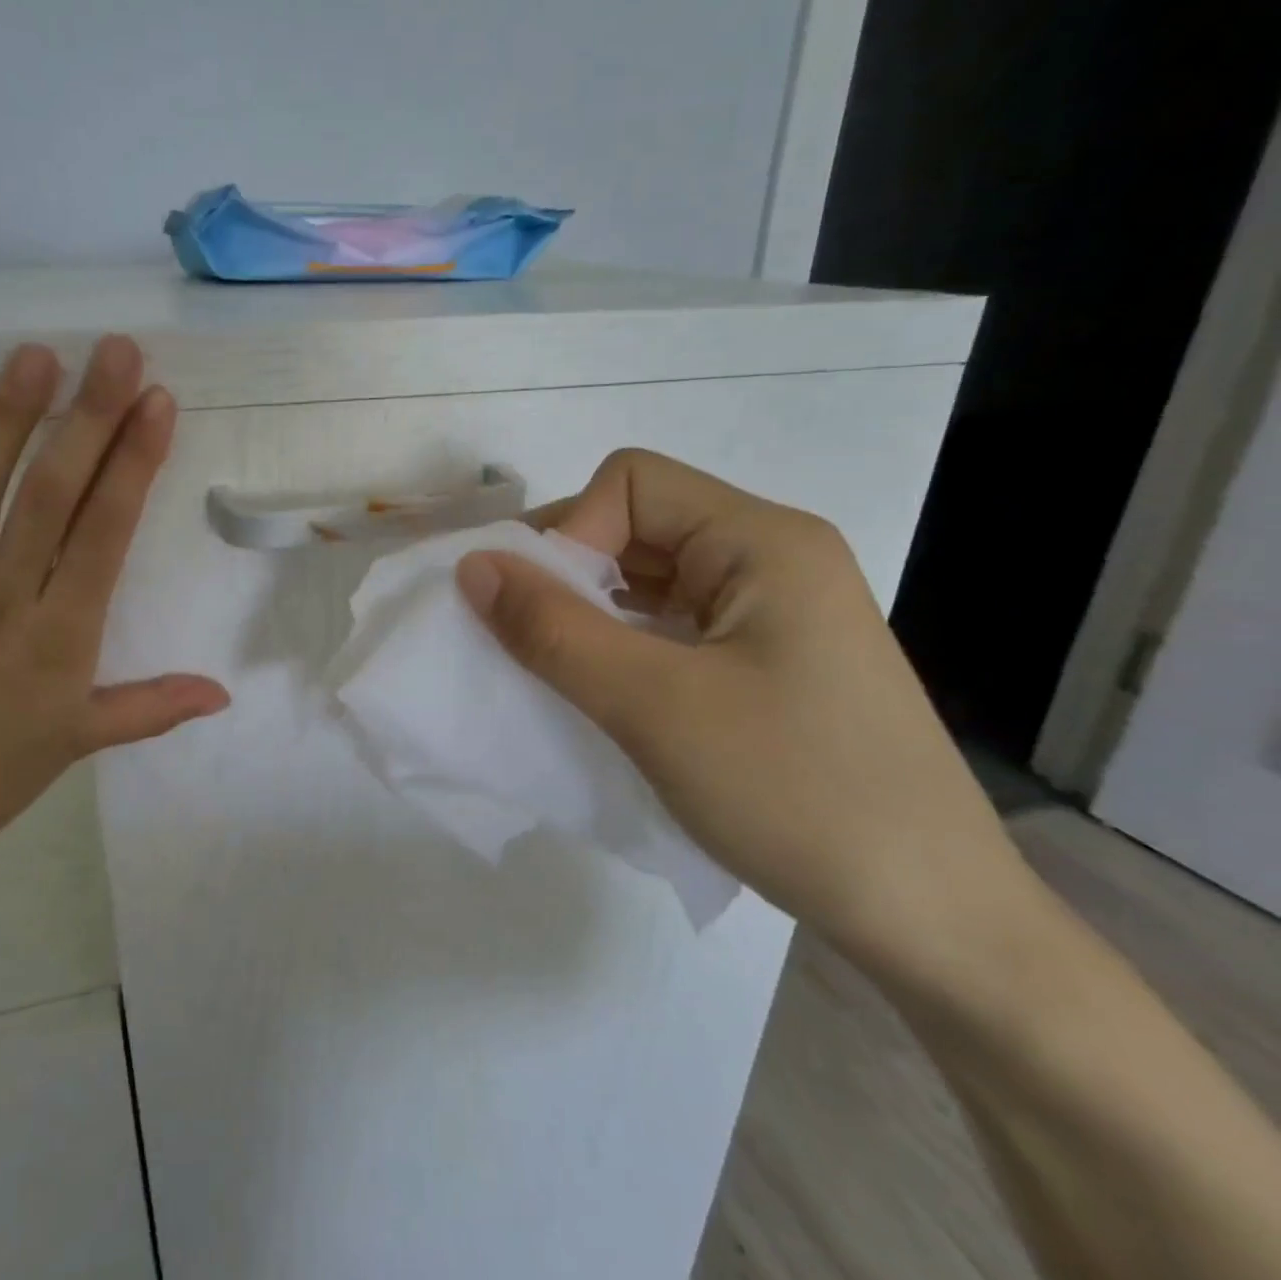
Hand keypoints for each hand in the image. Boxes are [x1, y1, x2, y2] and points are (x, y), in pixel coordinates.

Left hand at [0, 336, 229, 888]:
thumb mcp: (79, 744)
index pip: (105, 533)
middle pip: (50, 496)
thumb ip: (153, 709)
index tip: (156, 402)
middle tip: (113, 351)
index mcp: (60, 637)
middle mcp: (4, 600)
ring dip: (7, 421)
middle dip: (87, 418)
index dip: (133, 464)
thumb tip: (223, 694)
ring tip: (34, 357)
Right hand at [455, 449, 1024, 972]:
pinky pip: (671, 629)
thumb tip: (471, 565)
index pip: (631, 483)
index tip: (543, 610)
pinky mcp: (767, 663)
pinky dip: (622, 649)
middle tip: (528, 644)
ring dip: (591, 617)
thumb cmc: (797, 794)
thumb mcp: (653, 706)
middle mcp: (771, 559)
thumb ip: (552, 628)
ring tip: (560, 676)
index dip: (571, 532)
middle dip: (570, 575)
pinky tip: (605, 698)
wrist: (935, 922)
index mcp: (762, 541)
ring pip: (649, 581)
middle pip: (638, 526)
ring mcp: (773, 614)